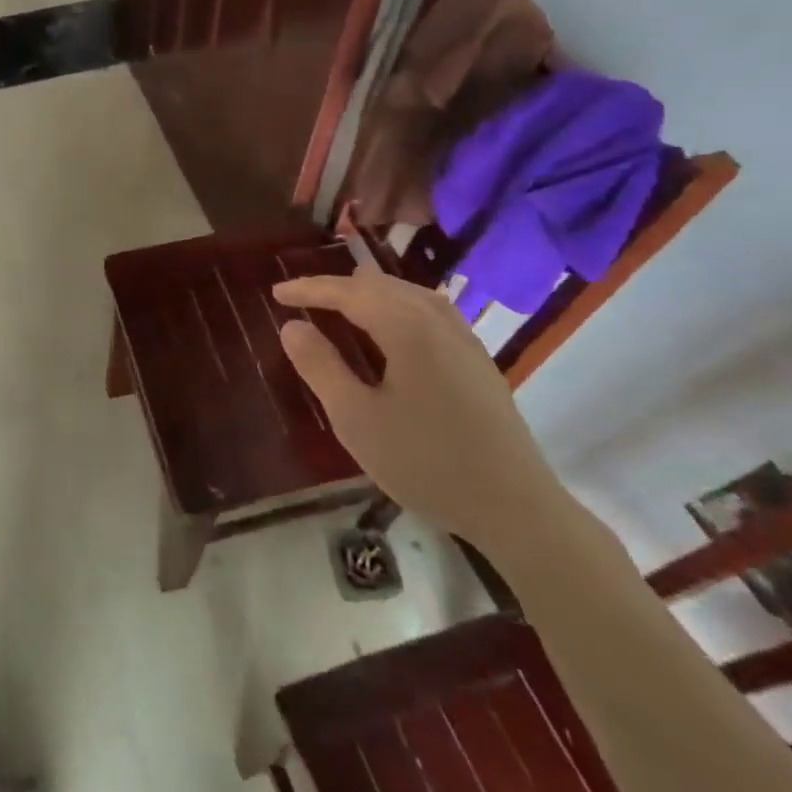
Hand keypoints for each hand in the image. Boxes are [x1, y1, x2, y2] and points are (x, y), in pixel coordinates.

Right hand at [272, 269, 569, 556]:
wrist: (515, 507)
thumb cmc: (426, 462)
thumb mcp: (356, 419)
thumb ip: (320, 366)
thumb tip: (292, 326)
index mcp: (406, 328)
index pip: (348, 292)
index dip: (309, 289)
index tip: (276, 293)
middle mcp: (437, 321)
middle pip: (379, 285)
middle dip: (337, 287)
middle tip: (302, 300)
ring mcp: (464, 338)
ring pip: (408, 293)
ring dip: (368, 293)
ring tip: (341, 305)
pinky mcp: (477, 359)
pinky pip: (429, 310)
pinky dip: (397, 305)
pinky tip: (392, 326)